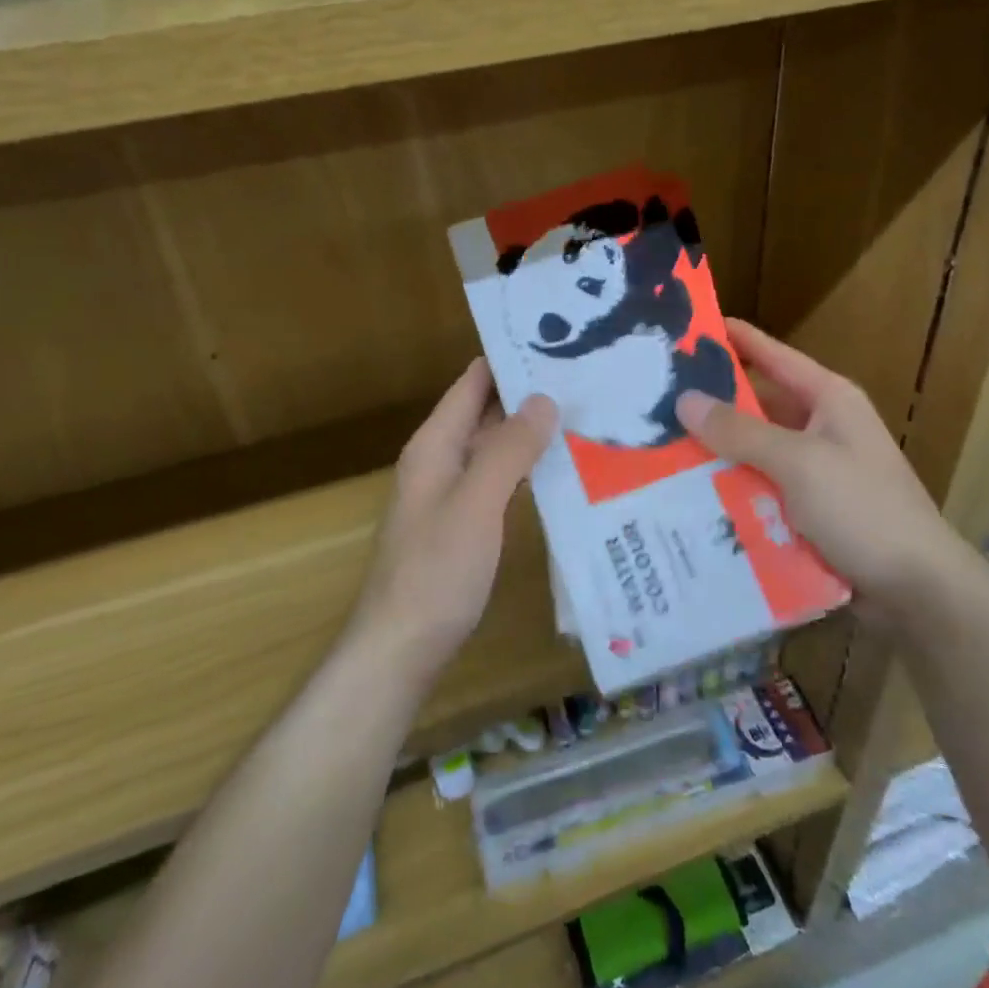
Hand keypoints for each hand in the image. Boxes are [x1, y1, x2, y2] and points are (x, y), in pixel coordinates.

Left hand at [350, 359, 557, 682]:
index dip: (508, 358)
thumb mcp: (477, 503)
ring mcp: (452, 495)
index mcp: (435, 445)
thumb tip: (544, 398)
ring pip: (495, 448)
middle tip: (586, 376)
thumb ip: (509, 449)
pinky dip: (527, 468)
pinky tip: (562, 469)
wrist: (402, 647)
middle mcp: (441, 461)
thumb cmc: (437, 570)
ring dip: (531, 432)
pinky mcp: (465, 525)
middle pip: (485, 412)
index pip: (472, 383)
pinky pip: (499, 481)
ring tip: (585, 413)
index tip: (557, 340)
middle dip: (528, 394)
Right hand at [675, 320, 974, 630]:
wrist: (918, 591)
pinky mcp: (808, 511)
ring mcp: (815, 472)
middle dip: (711, 405)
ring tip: (658, 449)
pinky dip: (730, 491)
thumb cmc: (863, 510)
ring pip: (754, 452)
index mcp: (828, 400)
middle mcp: (820, 428)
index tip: (685, 328)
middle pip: (757, 406)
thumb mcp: (799, 463)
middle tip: (654, 401)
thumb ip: (741, 431)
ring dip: (716, 453)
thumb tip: (685, 399)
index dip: (733, 339)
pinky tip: (687, 496)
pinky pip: (759, 490)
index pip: (772, 355)